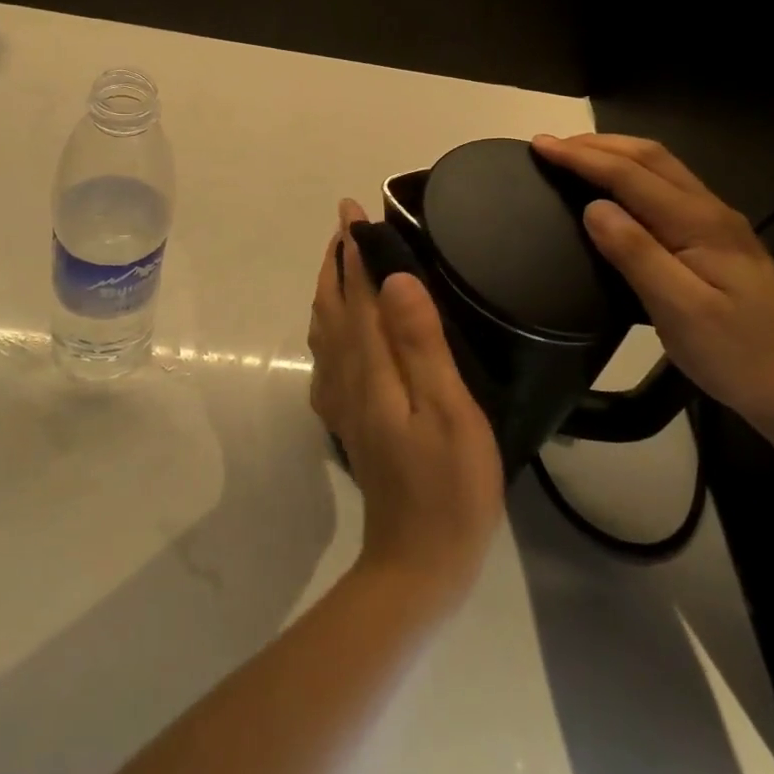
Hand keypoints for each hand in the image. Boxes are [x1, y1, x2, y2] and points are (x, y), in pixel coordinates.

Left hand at [308, 199, 504, 610]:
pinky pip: (327, 359)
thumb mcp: (448, 411)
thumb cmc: (448, 487)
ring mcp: (342, 402)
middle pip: (333, 307)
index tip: (353, 210)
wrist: (417, 563)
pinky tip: (338, 332)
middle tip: (346, 226)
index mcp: (370, 367)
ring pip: (325, 330)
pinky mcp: (348, 421)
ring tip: (341, 263)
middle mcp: (346, 377)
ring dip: (329, 290)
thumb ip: (420, 343)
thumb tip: (394, 279)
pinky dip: (328, 328)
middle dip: (336, 262)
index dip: (355, 250)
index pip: (357, 293)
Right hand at [531, 133, 773, 442]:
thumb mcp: (681, 312)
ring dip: (615, 154)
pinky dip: (632, 174)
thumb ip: (636, 255)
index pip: (630, 175)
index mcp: (699, 223)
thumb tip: (593, 207)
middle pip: (650, 157)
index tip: (540, 144)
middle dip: (597, 144)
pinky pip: (668, 188)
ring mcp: (719, 225)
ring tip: (575, 158)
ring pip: (662, 169)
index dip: (582, 157)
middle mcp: (711, 211)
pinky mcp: (720, 241)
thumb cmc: (740, 356)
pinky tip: (618, 191)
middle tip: (551, 146)